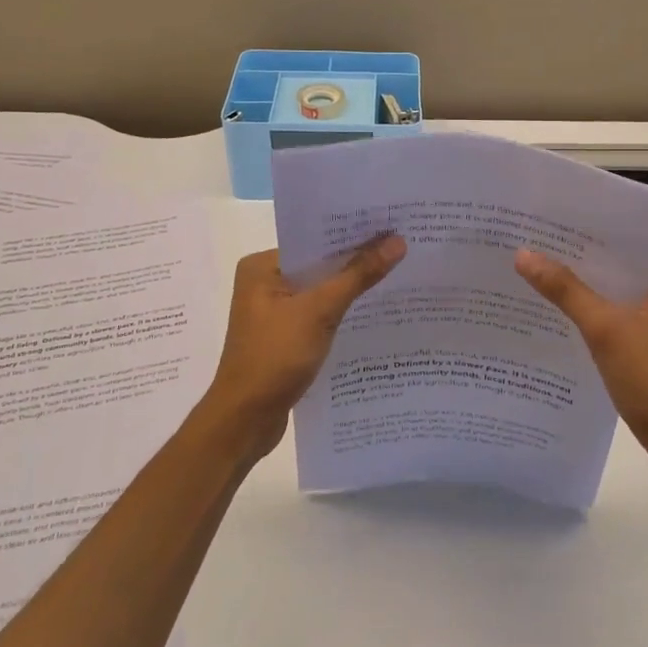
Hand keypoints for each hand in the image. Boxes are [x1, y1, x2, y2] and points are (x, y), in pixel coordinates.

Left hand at [197, 236, 405, 461]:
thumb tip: (397, 241)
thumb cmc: (274, 358)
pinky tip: (373, 310)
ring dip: (351, 287)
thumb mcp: (320, 311)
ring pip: (321, 290)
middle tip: (402, 245)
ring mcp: (273, 312)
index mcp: (261, 266)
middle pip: (319, 263)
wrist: (245, 422)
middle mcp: (264, 282)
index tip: (391, 224)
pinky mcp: (284, 336)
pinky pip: (318, 313)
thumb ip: (358, 275)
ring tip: (398, 272)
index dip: (352, 232)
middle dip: (356, 260)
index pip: (313, 239)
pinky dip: (341, 312)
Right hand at [515, 251, 647, 475]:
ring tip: (532, 275)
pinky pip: (614, 316)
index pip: (620, 246)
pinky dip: (590, 315)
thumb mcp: (604, 328)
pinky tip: (555, 312)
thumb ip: (564, 289)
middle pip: (614, 270)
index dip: (580, 239)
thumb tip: (522, 254)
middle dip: (576, 265)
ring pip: (612, 294)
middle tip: (528, 249)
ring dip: (580, 291)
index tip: (541, 230)